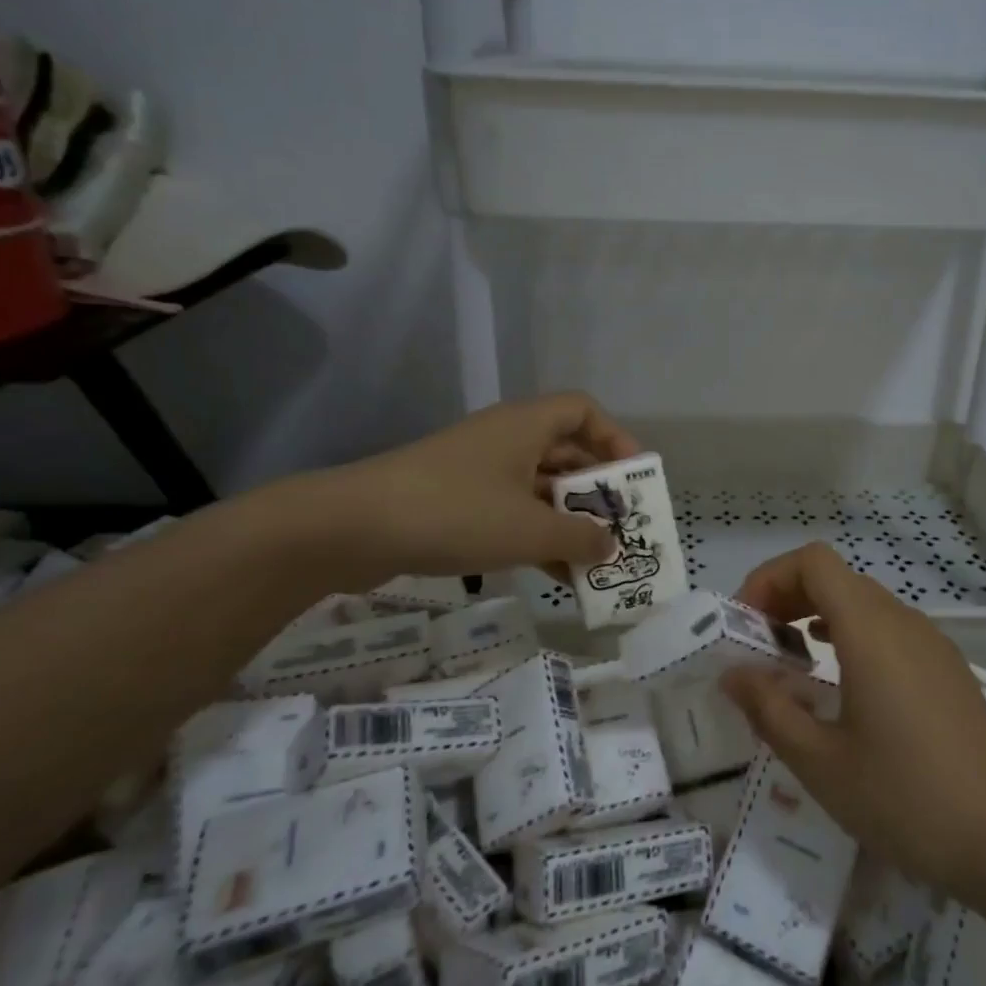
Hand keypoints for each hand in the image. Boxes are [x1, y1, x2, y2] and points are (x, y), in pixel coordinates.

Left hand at [294, 392, 640, 581]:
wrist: (353, 528)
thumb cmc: (456, 512)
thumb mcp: (529, 530)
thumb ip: (580, 537)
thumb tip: (611, 545)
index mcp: (526, 426)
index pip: (584, 411)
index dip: (615, 439)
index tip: (633, 480)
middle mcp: (505, 439)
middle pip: (565, 453)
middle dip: (596, 492)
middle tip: (621, 528)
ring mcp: (478, 471)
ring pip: (539, 489)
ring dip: (568, 521)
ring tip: (594, 561)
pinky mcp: (456, 501)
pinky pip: (511, 512)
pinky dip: (536, 536)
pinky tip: (554, 575)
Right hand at [720, 542, 985, 905]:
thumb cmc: (908, 799)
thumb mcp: (821, 763)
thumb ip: (770, 710)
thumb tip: (733, 674)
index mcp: (870, 631)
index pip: (813, 562)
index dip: (770, 578)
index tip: (746, 625)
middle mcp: (903, 622)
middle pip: (836, 577)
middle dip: (788, 598)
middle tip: (759, 646)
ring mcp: (932, 644)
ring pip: (864, 603)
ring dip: (819, 617)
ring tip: (793, 664)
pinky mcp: (948, 670)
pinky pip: (889, 630)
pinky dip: (852, 637)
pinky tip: (843, 687)